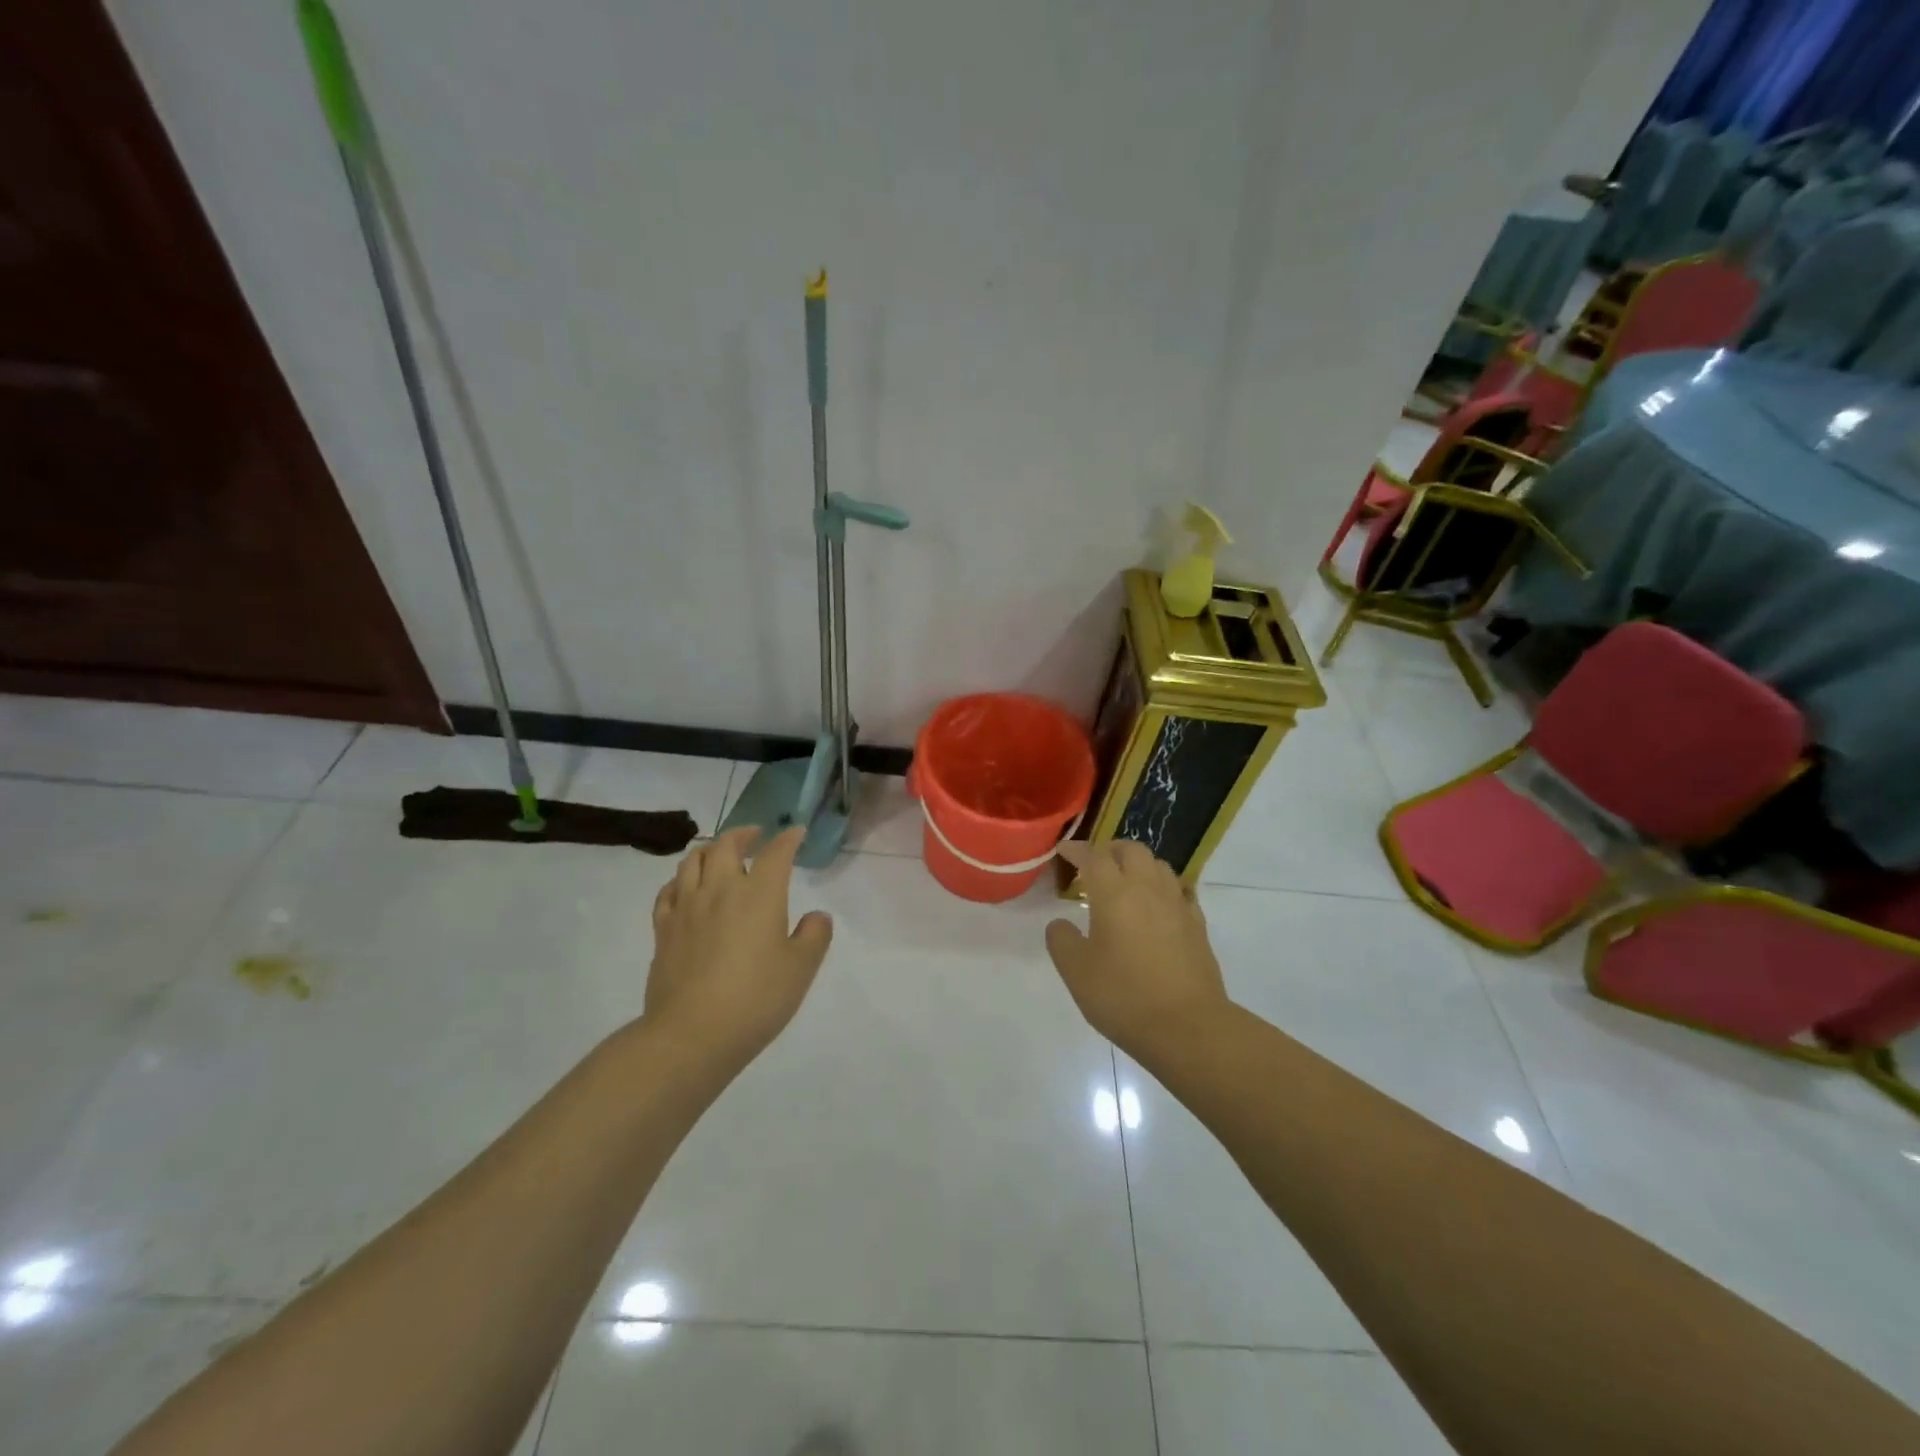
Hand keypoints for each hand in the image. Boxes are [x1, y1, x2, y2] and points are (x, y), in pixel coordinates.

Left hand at [647, 826, 833, 1073]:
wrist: (691, 1035)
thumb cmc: (755, 999)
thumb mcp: (801, 969)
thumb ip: (814, 936)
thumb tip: (816, 916)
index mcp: (759, 894)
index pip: (776, 853)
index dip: (788, 839)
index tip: (796, 833)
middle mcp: (720, 890)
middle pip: (726, 845)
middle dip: (743, 834)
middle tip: (755, 835)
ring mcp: (686, 908)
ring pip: (692, 861)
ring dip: (709, 849)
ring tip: (719, 853)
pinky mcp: (663, 929)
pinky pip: (668, 890)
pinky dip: (680, 880)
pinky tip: (686, 887)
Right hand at [1045, 840, 1229, 1055]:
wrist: (1187, 1026)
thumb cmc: (1123, 996)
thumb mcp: (1076, 971)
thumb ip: (1062, 940)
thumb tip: (1061, 923)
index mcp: (1114, 893)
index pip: (1093, 856)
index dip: (1076, 849)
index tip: (1064, 851)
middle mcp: (1148, 889)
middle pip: (1132, 850)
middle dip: (1111, 850)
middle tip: (1096, 865)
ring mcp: (1177, 905)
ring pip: (1159, 866)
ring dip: (1140, 865)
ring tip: (1127, 883)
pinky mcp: (1198, 925)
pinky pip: (1180, 891)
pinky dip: (1164, 888)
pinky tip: (1159, 906)